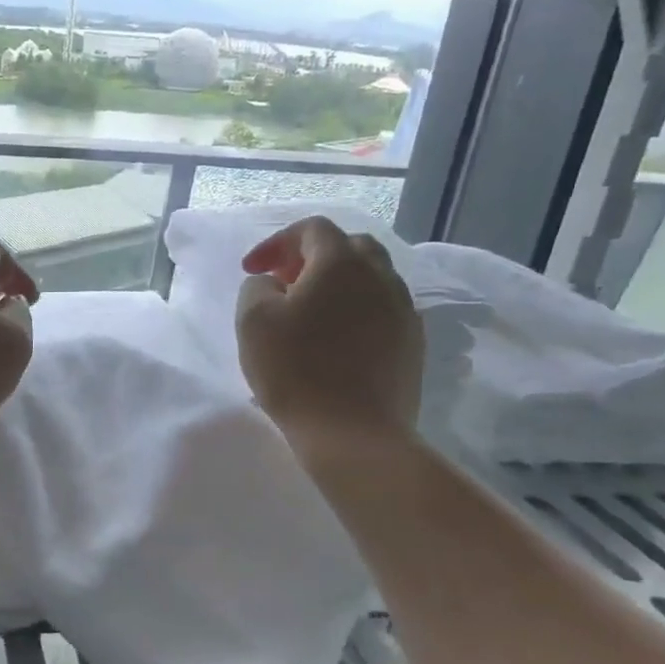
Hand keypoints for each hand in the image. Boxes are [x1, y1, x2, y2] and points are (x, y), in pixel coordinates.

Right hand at [235, 216, 423, 447]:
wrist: (354, 434)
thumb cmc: (296, 371)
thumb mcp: (253, 322)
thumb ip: (257, 288)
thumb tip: (273, 284)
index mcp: (341, 263)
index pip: (312, 229)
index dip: (277, 242)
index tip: (252, 270)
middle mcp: (381, 276)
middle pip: (349, 248)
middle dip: (312, 257)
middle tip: (285, 283)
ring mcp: (403, 310)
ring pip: (370, 279)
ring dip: (337, 285)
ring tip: (309, 314)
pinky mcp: (412, 344)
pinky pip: (382, 310)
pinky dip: (355, 312)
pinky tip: (335, 341)